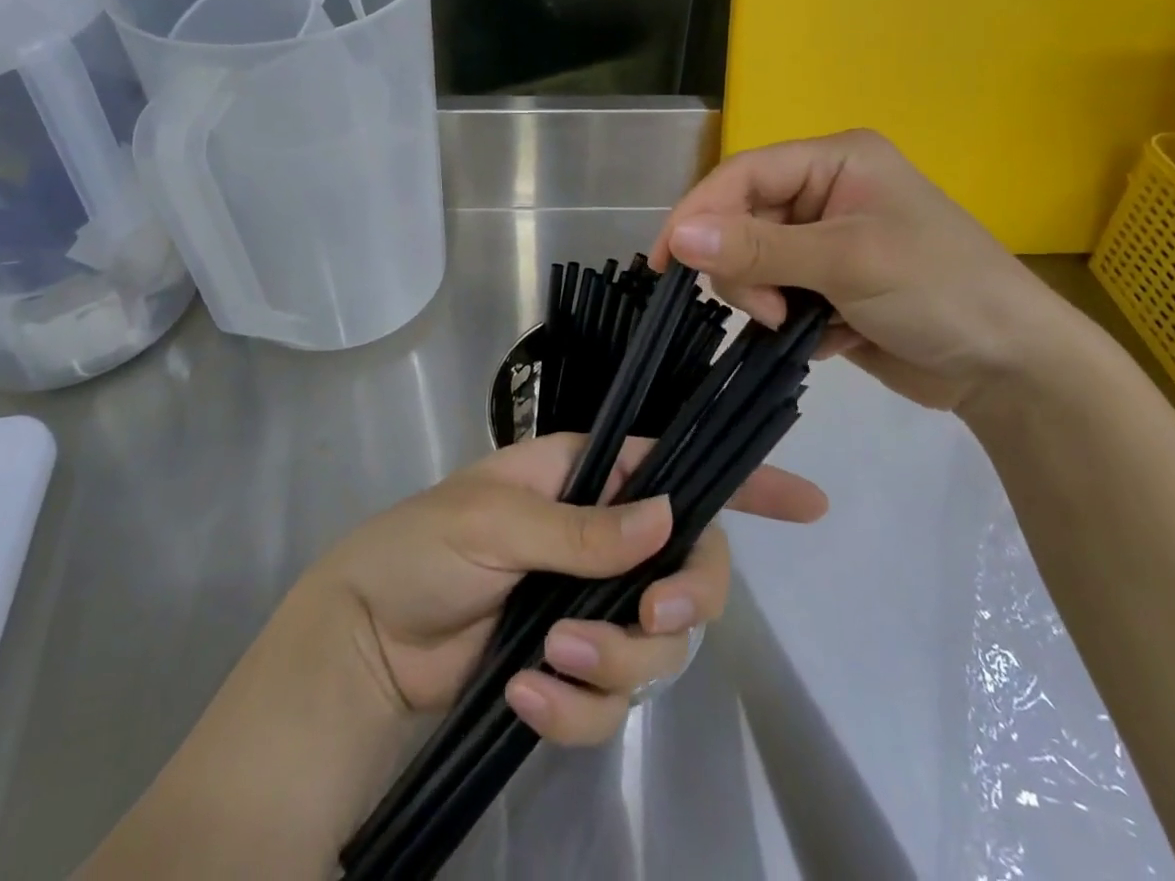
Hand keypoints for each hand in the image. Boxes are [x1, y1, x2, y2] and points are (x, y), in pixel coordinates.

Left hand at [306, 432, 826, 746]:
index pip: (674, 468)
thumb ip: (580, 526)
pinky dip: (577, 706)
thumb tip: (665, 518)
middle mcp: (601, 539)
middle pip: (689, 568)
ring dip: (614, 659)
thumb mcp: (494, 519)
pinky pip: (611, 700)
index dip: (742, 483)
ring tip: (550, 656)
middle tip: (652, 615)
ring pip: (657, 643)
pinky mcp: (572, 668)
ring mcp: (591, 606)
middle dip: (685, 597)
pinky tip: (526, 692)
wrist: (365, 645)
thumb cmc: (421, 548)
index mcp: (584, 479)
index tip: (808, 504)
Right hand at [650, 129, 1086, 412]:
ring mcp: (826, 241)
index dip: (697, 212)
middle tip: (772, 311)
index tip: (665, 262)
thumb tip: (678, 237)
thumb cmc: (940, 291)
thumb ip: (758, 248)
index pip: (742, 174)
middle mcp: (825, 192)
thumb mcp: (846, 261)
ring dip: (767, 299)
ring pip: (752, 263)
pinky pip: (776, 294)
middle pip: (741, 221)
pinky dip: (789, 320)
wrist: (1012, 369)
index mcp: (834, 161)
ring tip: (802, 325)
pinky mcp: (829, 285)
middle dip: (745, 270)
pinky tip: (828, 336)